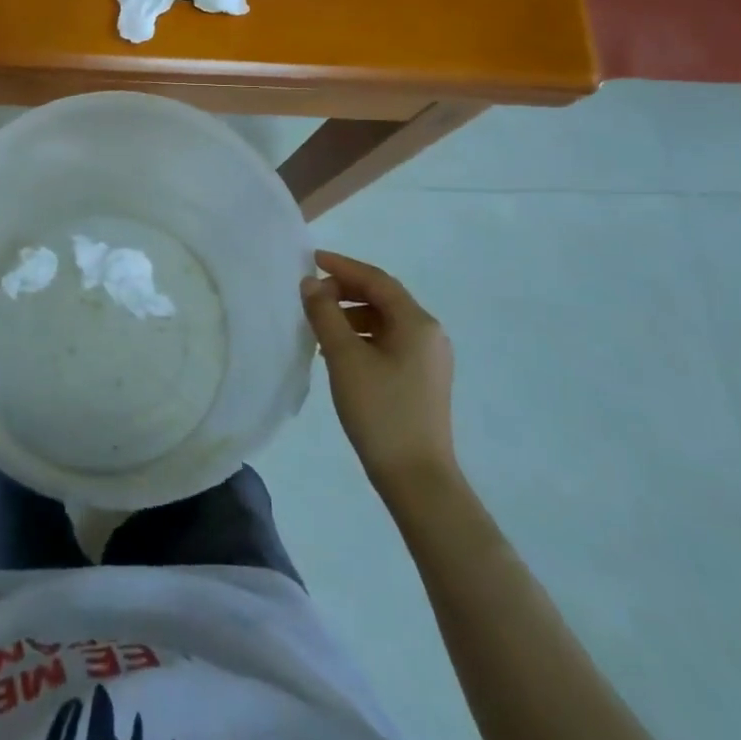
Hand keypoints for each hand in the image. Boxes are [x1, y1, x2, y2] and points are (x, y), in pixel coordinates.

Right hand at [303, 250, 457, 495]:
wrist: (417, 479)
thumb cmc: (380, 411)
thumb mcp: (344, 358)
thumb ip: (325, 314)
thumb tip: (311, 283)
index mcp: (417, 322)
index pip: (376, 279)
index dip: (342, 266)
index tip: (311, 260)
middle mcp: (429, 334)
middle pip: (383, 298)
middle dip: (346, 291)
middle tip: (312, 295)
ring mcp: (429, 359)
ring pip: (385, 322)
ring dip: (351, 315)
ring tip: (320, 326)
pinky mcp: (422, 380)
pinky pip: (389, 343)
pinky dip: (362, 337)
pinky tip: (339, 353)